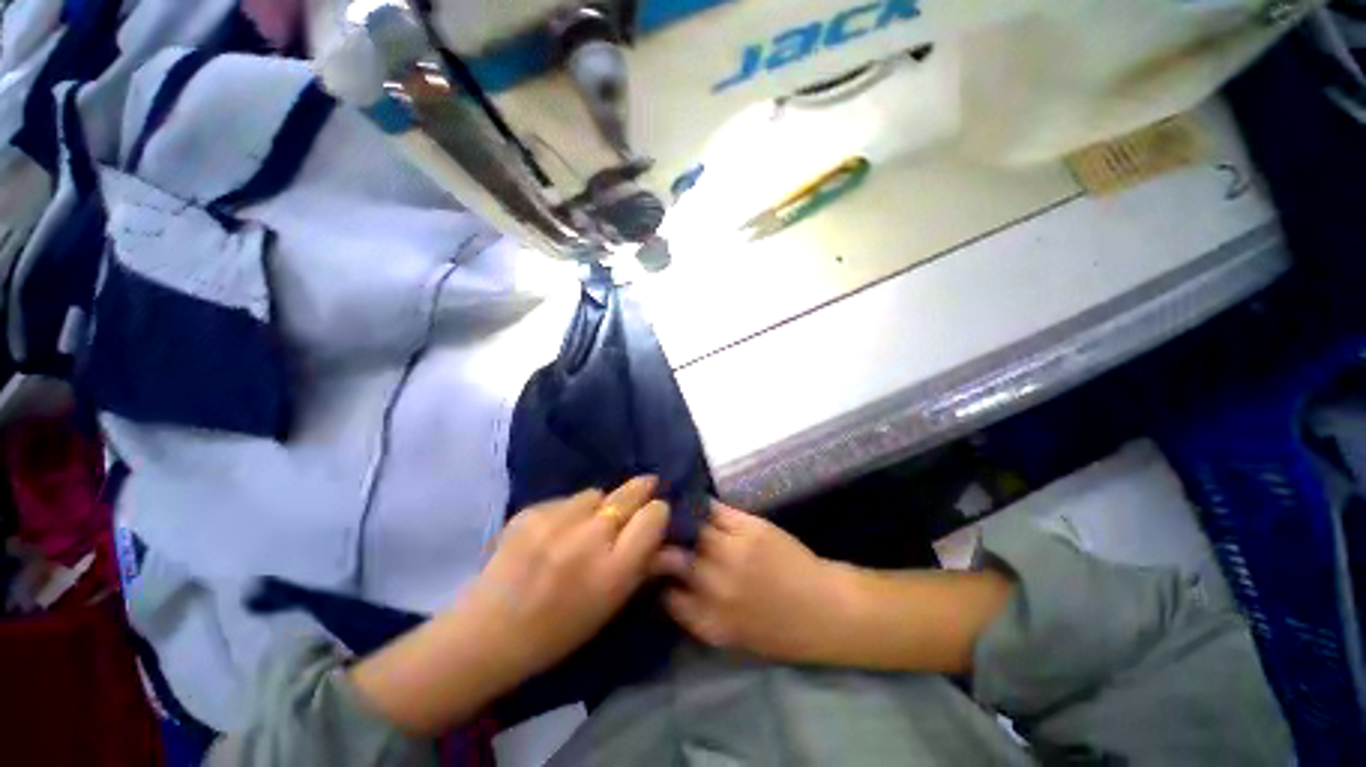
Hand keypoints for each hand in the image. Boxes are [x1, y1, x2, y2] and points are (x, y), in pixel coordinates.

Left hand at [350, 477, 669, 735]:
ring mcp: (555, 522)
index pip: (653, 516)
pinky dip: (568, 511)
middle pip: (629, 494)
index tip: (654, 514)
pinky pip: (565, 500)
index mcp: (612, 571)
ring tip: (585, 525)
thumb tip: (663, 536)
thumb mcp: (610, 607)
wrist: (487, 634)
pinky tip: (553, 533)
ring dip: (599, 505)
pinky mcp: (529, 512)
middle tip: (646, 486)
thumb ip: (641, 567)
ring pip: (596, 493)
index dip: (657, 512)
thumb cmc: (558, 632)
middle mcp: (588, 540)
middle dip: (641, 490)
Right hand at [653, 501, 847, 663]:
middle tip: (652, 531)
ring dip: (679, 518)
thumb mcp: (731, 635)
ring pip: (693, 528)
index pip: (665, 596)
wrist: (823, 609)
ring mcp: (734, 552)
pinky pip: (715, 510)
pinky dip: (701, 506)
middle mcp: (717, 586)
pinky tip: (693, 501)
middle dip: (659, 543)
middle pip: (673, 556)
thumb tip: (667, 585)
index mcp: (710, 621)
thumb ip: (696, 612)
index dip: (654, 578)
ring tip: (667, 509)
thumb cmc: (778, 629)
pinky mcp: (750, 528)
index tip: (650, 564)